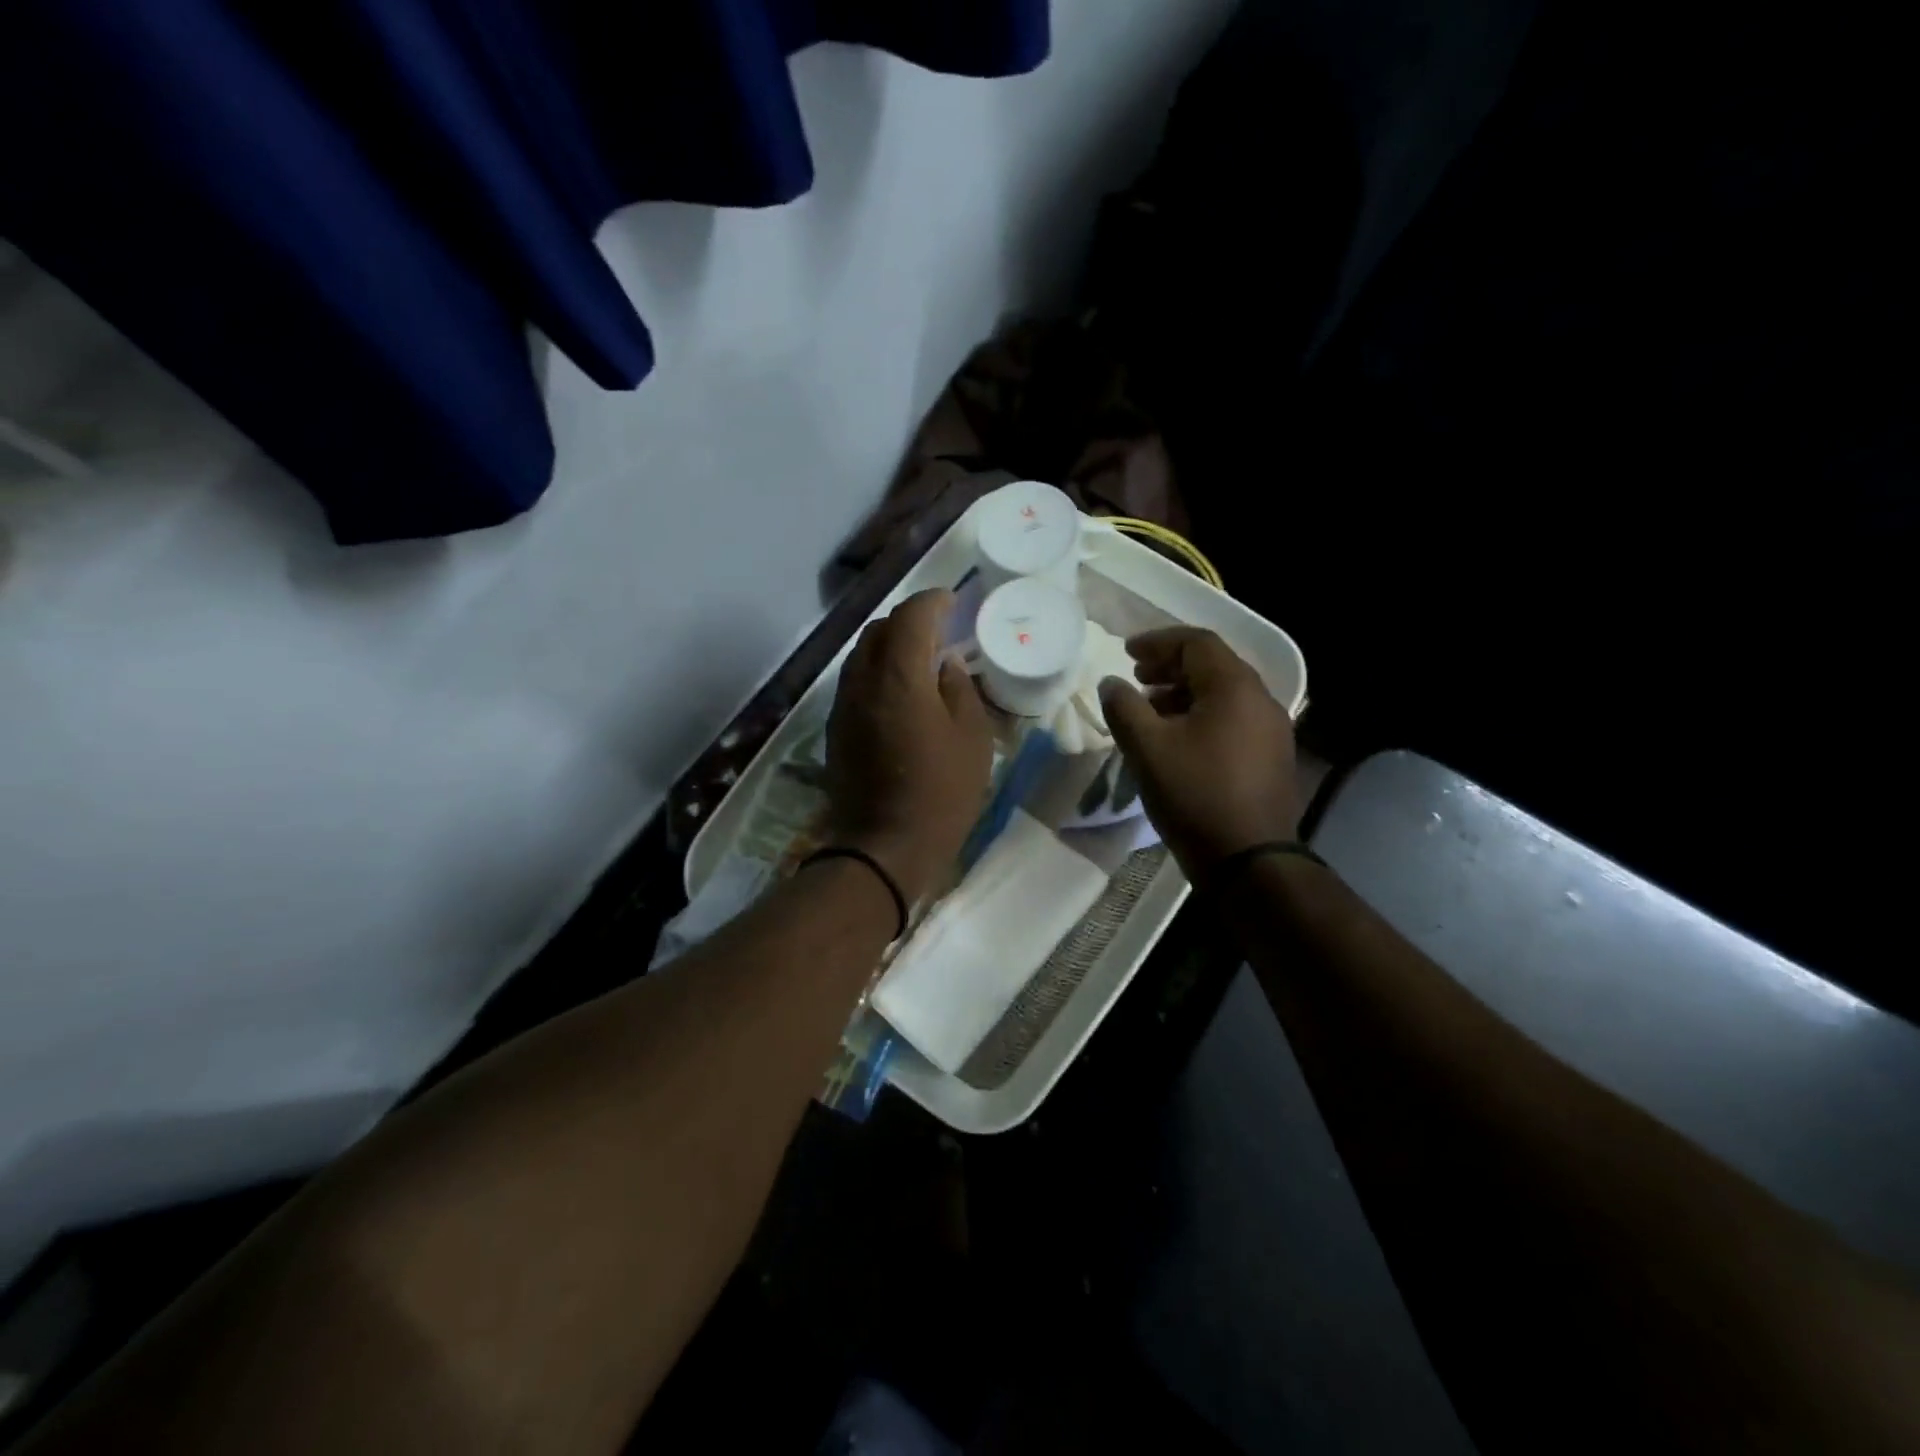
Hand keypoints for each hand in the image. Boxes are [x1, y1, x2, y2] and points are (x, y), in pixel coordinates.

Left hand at [824, 589, 993, 903]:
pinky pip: (856, 682)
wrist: (884, 847)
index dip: (933, 602)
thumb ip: (960, 689)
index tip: (953, 602)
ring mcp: (843, 705)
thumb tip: (946, 665)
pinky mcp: (836, 728)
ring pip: (861, 655)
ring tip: (919, 661)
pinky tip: (900, 693)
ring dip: (889, 646)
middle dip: (909, 621)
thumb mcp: (972, 739)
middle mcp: (862, 681)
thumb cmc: (941, 793)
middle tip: (939, 632)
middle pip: (879, 629)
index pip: (911, 616)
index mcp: (899, 676)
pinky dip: (877, 673)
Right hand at [1099, 627, 1301, 878]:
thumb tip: (1111, 683)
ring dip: (1184, 693)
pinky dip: (1201, 716)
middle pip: (1213, 666)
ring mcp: (1272, 730)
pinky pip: (1233, 719)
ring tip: (1151, 711)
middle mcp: (1261, 700)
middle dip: (1170, 666)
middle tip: (1136, 678)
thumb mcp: (1147, 748)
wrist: (1249, 860)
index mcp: (1234, 687)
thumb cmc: (1195, 795)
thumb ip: (1124, 707)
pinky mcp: (1272, 757)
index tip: (1126, 653)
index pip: (1197, 643)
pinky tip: (1178, 742)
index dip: (1158, 642)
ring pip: (1223, 695)